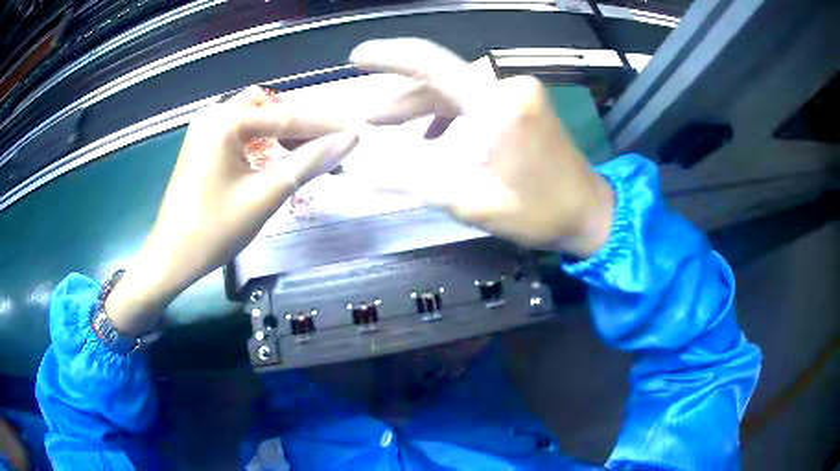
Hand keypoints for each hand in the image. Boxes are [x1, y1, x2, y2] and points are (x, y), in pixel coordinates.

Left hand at [107, 86, 358, 334]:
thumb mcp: (265, 196)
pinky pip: (241, 130)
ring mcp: (205, 128)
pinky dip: (263, 139)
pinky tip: (277, 157)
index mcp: (224, 122)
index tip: (359, 130)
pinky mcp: (203, 144)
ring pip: (256, 116)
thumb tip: (350, 138)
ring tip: (308, 155)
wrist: (171, 259)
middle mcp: (213, 115)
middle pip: (270, 106)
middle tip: (329, 148)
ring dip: (283, 131)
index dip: (325, 124)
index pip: (285, 115)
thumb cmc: (213, 231)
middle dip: (301, 124)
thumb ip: (308, 162)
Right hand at [350, 38, 613, 256]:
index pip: (432, 64)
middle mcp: (508, 87)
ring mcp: (519, 92)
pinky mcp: (524, 103)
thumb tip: (360, 171)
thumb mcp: (472, 202)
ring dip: (422, 107)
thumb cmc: (539, 212)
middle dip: (401, 98)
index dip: (389, 56)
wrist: (590, 213)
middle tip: (366, 118)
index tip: (357, 56)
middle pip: (441, 79)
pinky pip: (474, 100)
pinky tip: (431, 137)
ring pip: (456, 89)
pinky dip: (448, 114)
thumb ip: (413, 181)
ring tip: (387, 127)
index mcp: (498, 105)